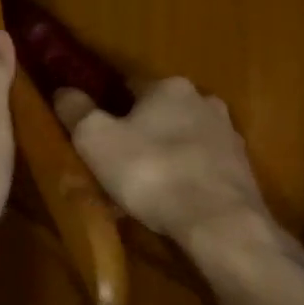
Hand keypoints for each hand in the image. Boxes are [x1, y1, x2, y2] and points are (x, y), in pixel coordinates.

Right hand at [53, 77, 274, 248]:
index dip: (109, 104)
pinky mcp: (241, 170)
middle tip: (117, 159)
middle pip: (161, 111)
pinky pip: (201, 167)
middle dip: (140, 130)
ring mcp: (228, 136)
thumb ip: (77, 111)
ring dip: (164, 154)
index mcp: (169, 87)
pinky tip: (170, 200)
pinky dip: (184, 177)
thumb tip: (63, 90)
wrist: (217, 220)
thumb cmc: (150, 171)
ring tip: (142, 185)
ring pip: (183, 139)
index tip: (95, 127)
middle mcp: (204, 101)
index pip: (131, 84)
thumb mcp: (96, 140)